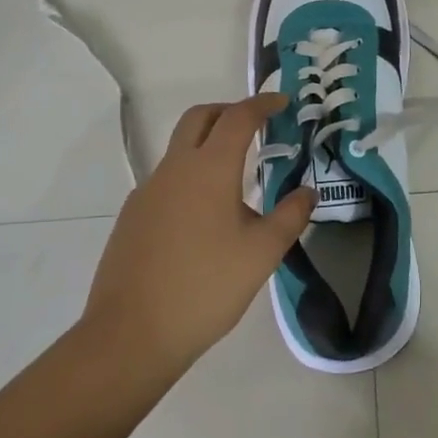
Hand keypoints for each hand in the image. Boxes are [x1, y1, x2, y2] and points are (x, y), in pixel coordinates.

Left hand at [80, 94, 315, 375]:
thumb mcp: (262, 253)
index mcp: (208, 169)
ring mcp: (147, 192)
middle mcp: (174, 169)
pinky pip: (167, 180)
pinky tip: (205, 217)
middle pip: (199, 118)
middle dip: (229, 111)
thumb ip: (290, 216)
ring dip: (208, 145)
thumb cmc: (206, 287)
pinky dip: (191, 177)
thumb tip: (307, 192)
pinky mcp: (133, 217)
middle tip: (257, 126)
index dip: (262, 104)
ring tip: (237, 177)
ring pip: (179, 148)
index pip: (238, 117)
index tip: (282, 102)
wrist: (131, 335)